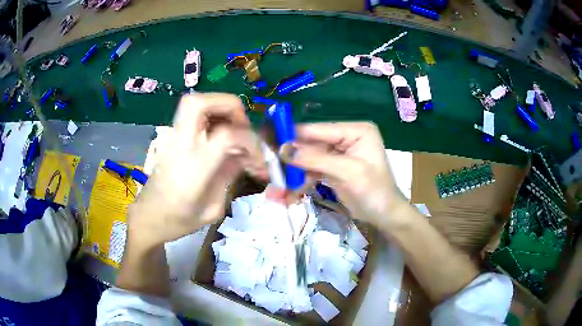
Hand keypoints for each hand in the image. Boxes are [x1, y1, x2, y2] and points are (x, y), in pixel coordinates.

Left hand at [128, 93, 265, 244]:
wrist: (149, 217)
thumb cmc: (179, 220)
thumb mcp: (212, 209)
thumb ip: (229, 176)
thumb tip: (246, 155)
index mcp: (194, 168)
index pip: (226, 134)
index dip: (249, 138)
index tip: (257, 156)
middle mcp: (181, 146)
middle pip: (200, 103)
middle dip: (228, 105)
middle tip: (242, 125)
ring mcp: (173, 138)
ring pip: (193, 103)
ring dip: (219, 108)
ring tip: (233, 129)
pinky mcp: (171, 137)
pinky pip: (191, 114)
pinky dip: (210, 115)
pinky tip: (219, 134)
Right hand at [280, 122, 406, 227]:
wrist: (385, 216)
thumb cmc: (375, 191)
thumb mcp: (348, 172)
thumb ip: (316, 159)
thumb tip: (283, 149)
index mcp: (355, 130)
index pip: (318, 129)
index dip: (293, 136)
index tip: (268, 143)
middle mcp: (345, 137)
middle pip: (310, 145)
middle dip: (290, 160)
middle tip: (268, 169)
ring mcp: (338, 153)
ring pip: (308, 159)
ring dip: (292, 174)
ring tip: (275, 189)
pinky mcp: (333, 168)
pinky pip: (311, 171)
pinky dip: (300, 181)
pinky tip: (287, 194)